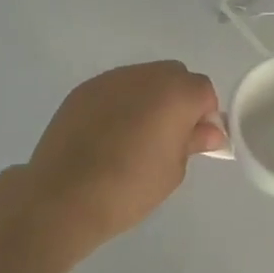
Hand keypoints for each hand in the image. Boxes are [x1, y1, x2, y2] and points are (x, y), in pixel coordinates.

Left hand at [23, 61, 224, 247]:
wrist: (63, 196)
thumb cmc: (129, 187)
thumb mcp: (173, 170)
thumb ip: (193, 141)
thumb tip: (209, 131)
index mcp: (175, 93)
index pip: (204, 90)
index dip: (203, 115)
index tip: (193, 140)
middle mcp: (145, 76)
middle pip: (174, 76)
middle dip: (178, 100)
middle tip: (166, 137)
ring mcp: (111, 79)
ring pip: (143, 79)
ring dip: (148, 99)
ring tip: (133, 137)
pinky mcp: (83, 90)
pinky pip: (114, 89)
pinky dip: (119, 104)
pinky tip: (107, 135)